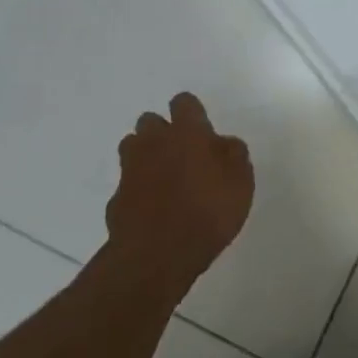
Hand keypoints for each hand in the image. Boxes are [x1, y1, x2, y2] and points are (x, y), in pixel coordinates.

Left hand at [107, 93, 253, 285]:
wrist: (157, 254)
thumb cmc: (208, 211)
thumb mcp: (241, 182)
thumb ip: (234, 155)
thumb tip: (224, 143)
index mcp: (187, 132)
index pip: (184, 102)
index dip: (192, 112)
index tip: (201, 128)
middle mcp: (154, 142)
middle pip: (150, 121)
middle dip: (162, 131)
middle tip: (182, 153)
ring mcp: (130, 170)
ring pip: (132, 147)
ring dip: (145, 155)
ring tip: (163, 177)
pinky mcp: (116, 199)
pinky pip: (126, 184)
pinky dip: (137, 190)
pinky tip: (151, 209)